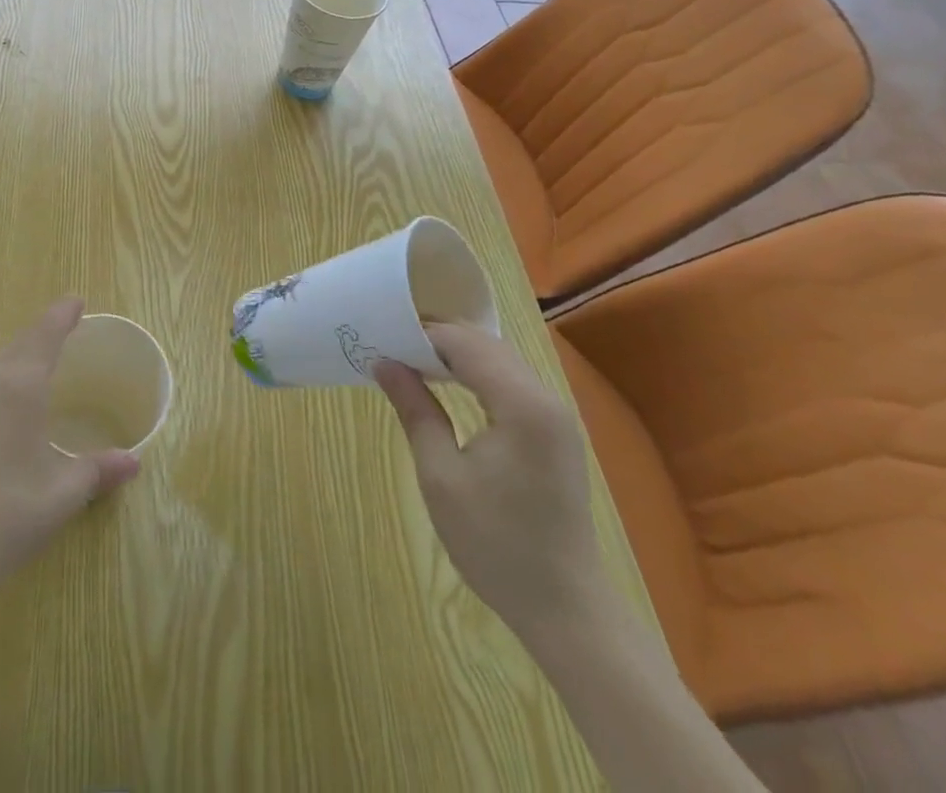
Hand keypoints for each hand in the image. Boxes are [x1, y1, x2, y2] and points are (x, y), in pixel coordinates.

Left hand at [0, 297, 139, 597]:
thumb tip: (133, 462)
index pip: (46, 335)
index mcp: (20, 386)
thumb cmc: (10, 512)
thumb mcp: (63, 492)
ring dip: (15, 360)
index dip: (62, 315)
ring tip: (32, 370)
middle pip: (18, 345)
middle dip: (40, 335)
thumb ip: (98, 470)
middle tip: (61, 331)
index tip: (75, 300)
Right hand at [374, 322, 603, 640]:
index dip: (421, 335)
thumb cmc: (496, 544)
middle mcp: (545, 399)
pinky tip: (447, 388)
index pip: (464, 343)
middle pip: (485, 344)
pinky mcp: (555, 432)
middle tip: (390, 349)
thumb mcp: (441, 475)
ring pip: (499, 360)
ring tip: (411, 364)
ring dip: (456, 355)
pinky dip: (476, 374)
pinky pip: (511, 382)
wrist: (565, 610)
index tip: (380, 338)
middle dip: (437, 340)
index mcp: (521, 405)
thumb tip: (384, 363)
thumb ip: (415, 410)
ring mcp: (555, 416)